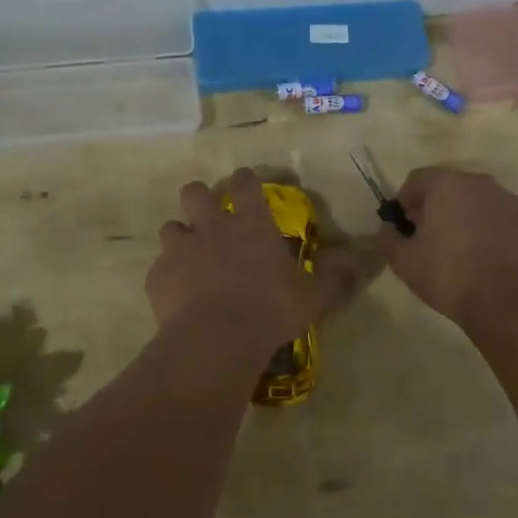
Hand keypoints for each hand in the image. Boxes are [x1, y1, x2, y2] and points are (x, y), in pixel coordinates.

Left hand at [147, 169, 356, 354]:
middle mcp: (211, 227)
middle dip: (199, 198)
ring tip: (189, 259)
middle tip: (209, 217)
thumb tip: (359, 263)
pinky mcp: (157, 276)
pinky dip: (167, 277)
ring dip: (179, 238)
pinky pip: (158, 269)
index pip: (245, 184)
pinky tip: (177, 297)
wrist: (217, 337)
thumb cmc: (271, 309)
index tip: (245, 182)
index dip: (244, 179)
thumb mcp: (313, 296)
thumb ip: (334, 277)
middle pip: (194, 192)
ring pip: (170, 228)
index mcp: (250, 224)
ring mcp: (180, 249)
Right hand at [379, 166, 517, 326]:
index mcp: (447, 184)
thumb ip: (389, 238)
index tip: (405, 228)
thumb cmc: (449, 275)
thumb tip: (389, 228)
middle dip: (436, 207)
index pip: (416, 180)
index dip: (405, 202)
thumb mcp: (403, 261)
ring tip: (461, 250)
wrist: (509, 301)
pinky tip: (487, 259)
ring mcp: (510, 201)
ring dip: (465, 217)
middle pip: (449, 187)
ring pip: (477, 202)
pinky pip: (500, 219)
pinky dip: (490, 230)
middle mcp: (480, 183)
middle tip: (430, 239)